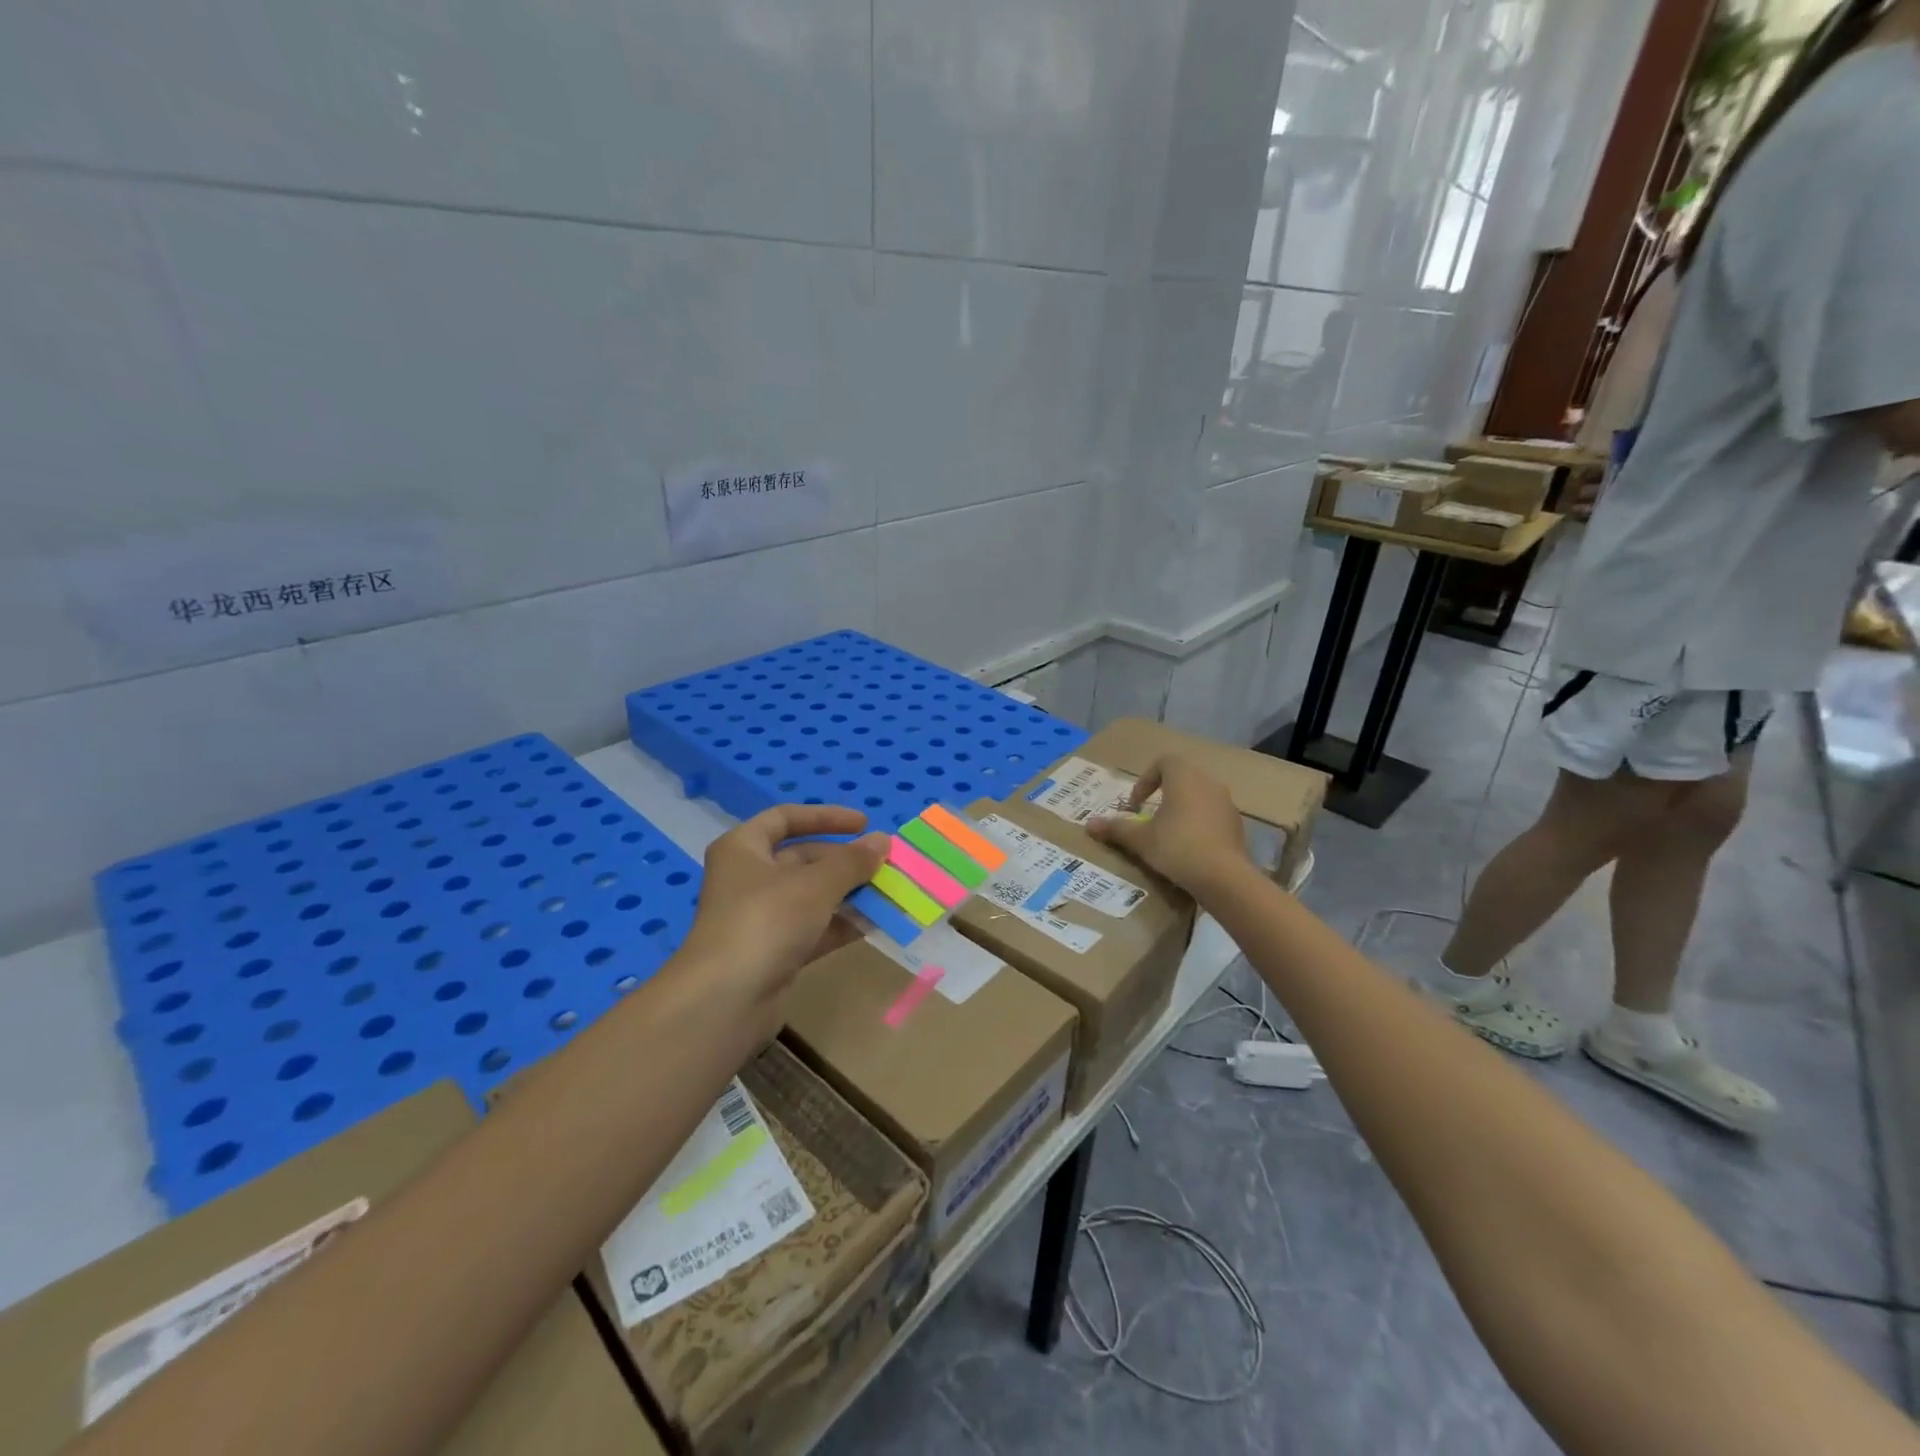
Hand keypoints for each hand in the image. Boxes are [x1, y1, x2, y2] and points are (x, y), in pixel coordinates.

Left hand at [679, 805, 887, 1008]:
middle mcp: (748, 878)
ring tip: (890, 894)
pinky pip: (814, 929)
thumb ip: (852, 861)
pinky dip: (841, 925)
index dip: (825, 817)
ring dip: (849, 894)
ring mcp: (760, 918)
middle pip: (802, 859)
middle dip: (845, 862)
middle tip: (884, 865)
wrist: (726, 1001)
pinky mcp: (773, 953)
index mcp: (743, 848)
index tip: (863, 824)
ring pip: (811, 896)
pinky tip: (875, 925)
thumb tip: (882, 840)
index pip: (785, 818)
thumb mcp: (815, 884)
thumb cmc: (766, 921)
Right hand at [1086, 756, 1250, 896]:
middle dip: (1163, 796)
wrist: (1224, 878)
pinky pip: (1212, 816)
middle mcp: (1208, 783)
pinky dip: (1198, 825)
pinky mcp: (1237, 825)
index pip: (1163, 762)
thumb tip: (1089, 824)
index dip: (1145, 780)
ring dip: (1181, 810)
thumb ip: (1116, 828)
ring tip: (1167, 835)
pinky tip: (1189, 850)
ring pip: (1198, 797)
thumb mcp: (1141, 839)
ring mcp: (1227, 804)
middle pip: (1182, 779)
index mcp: (1184, 777)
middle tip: (1148, 818)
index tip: (1136, 805)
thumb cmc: (1177, 847)